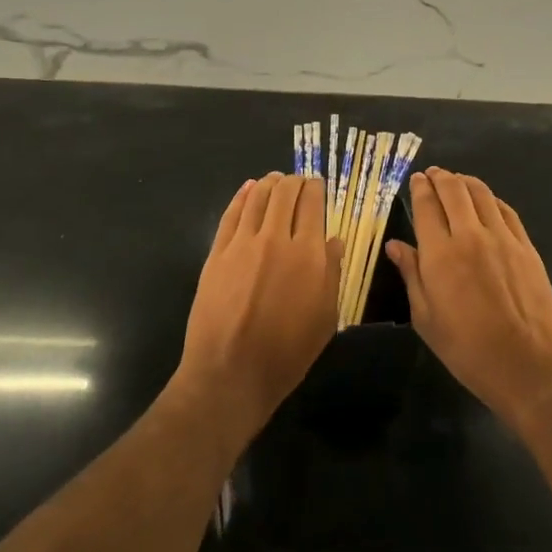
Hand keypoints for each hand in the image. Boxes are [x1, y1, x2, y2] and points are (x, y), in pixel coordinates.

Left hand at [175, 173, 341, 445]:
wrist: (231, 372)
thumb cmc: (287, 352)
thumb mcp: (325, 317)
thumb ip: (331, 273)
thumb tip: (334, 240)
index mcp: (307, 254)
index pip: (313, 205)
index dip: (316, 189)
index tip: (318, 185)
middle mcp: (275, 239)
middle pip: (285, 194)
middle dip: (294, 181)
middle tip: (298, 181)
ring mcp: (242, 244)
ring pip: (257, 198)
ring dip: (269, 183)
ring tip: (275, 179)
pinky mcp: (217, 253)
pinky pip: (231, 214)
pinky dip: (242, 196)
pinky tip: (248, 189)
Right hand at [386, 168, 551, 429]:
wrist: (527, 364)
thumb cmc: (467, 349)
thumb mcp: (426, 318)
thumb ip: (411, 275)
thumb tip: (395, 245)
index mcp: (440, 255)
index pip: (426, 206)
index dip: (420, 188)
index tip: (416, 179)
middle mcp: (470, 236)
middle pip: (454, 191)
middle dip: (440, 177)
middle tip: (433, 174)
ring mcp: (503, 239)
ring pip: (481, 194)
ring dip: (465, 181)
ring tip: (456, 180)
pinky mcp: (526, 247)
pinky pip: (506, 210)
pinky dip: (491, 198)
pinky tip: (486, 201)